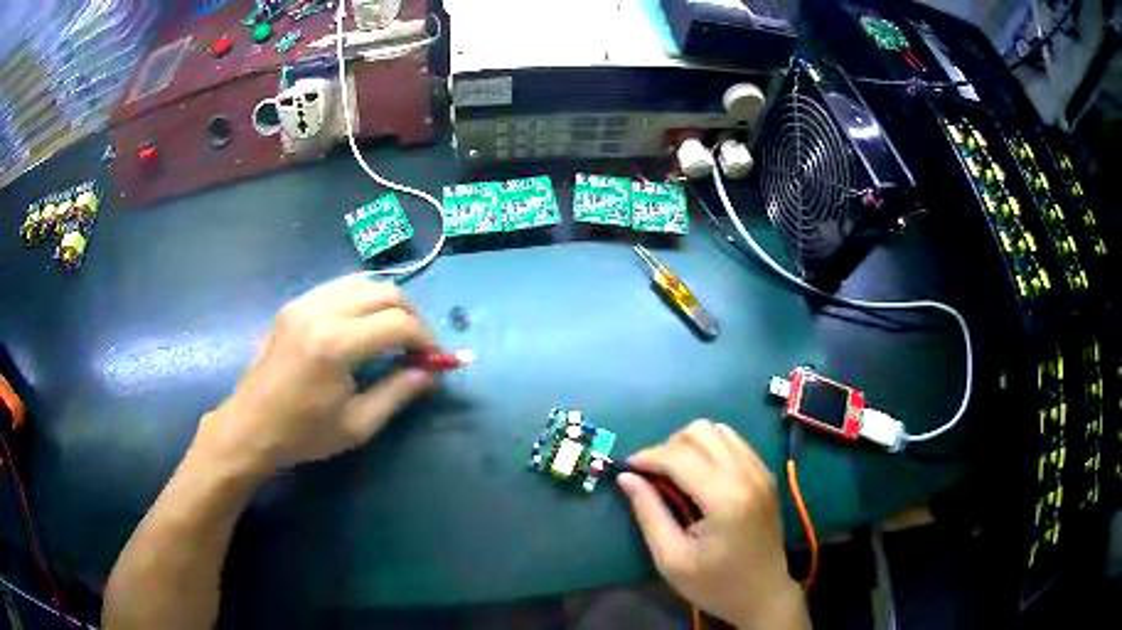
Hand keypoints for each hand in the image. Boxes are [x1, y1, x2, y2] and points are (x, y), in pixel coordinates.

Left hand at [196, 277, 434, 475]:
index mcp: (336, 344)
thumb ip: (399, 392)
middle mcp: (321, 310)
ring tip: (396, 331)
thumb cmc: (304, 434)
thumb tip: (432, 371)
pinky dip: (363, 298)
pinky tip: (365, 323)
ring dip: (388, 302)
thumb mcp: (358, 424)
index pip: (398, 323)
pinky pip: (339, 286)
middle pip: (385, 291)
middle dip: (412, 314)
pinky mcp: (294, 304)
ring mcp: (304, 302)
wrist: (250, 426)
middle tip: (420, 344)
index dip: (426, 339)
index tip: (435, 359)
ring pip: (363, 281)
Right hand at [617, 420, 808, 629]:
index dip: (646, 457)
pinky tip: (700, 475)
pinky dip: (710, 448)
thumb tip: (626, 477)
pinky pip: (733, 441)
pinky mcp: (765, 474)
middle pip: (699, 431)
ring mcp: (760, 470)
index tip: (625, 469)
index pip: (678, 456)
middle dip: (668, 447)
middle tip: (652, 476)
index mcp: (725, 498)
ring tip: (674, 474)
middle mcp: (747, 473)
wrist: (763, 594)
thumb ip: (649, 513)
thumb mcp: (671, 559)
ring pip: (718, 430)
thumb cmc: (715, 585)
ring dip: (689, 444)